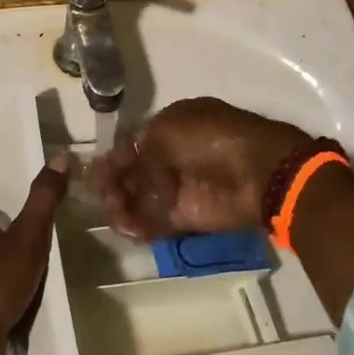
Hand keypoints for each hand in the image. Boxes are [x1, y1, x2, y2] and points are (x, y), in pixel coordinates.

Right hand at [95, 97, 306, 238]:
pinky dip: (140, 226)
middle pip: (136, 172)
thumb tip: (120, 165)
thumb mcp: (167, 129)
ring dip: (124, 205)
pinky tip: (126, 229)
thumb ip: (138, 148)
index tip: (95, 173)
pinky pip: (157, 221)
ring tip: (113, 214)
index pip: (135, 143)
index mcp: (174, 126)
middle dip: (115, 183)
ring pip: (143, 197)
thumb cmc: (210, 140)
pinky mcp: (189, 216)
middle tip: (101, 196)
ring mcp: (183, 187)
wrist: (258, 173)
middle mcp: (176, 155)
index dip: (115, 158)